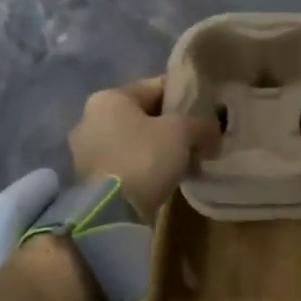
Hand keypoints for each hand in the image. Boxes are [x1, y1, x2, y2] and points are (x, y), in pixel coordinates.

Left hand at [70, 76, 220, 218]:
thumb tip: (213, 132)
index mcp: (109, 97)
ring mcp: (86, 151)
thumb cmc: (144, 157)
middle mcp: (90, 118)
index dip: (184, 96)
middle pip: (143, 114)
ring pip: (134, 141)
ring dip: (158, 148)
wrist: (111, 213)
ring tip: (185, 160)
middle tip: (198, 138)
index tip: (205, 110)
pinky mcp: (90, 179)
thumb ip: (202, 124)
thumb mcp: (183, 131)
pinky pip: (126, 163)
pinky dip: (145, 166)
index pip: (155, 87)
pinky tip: (166, 177)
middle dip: (170, 125)